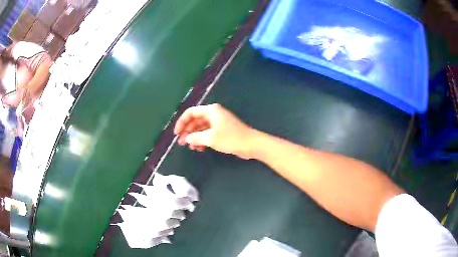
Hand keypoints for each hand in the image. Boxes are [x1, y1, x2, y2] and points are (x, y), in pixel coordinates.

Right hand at [174, 104, 257, 158]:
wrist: (251, 144)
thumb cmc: (231, 138)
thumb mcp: (210, 138)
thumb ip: (196, 137)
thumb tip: (186, 139)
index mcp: (211, 110)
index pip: (191, 112)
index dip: (182, 122)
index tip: (176, 133)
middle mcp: (214, 114)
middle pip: (196, 121)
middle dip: (188, 132)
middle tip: (182, 143)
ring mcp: (218, 123)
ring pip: (201, 128)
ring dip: (195, 137)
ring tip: (191, 148)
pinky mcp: (222, 131)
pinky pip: (208, 134)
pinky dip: (203, 140)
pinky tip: (200, 149)